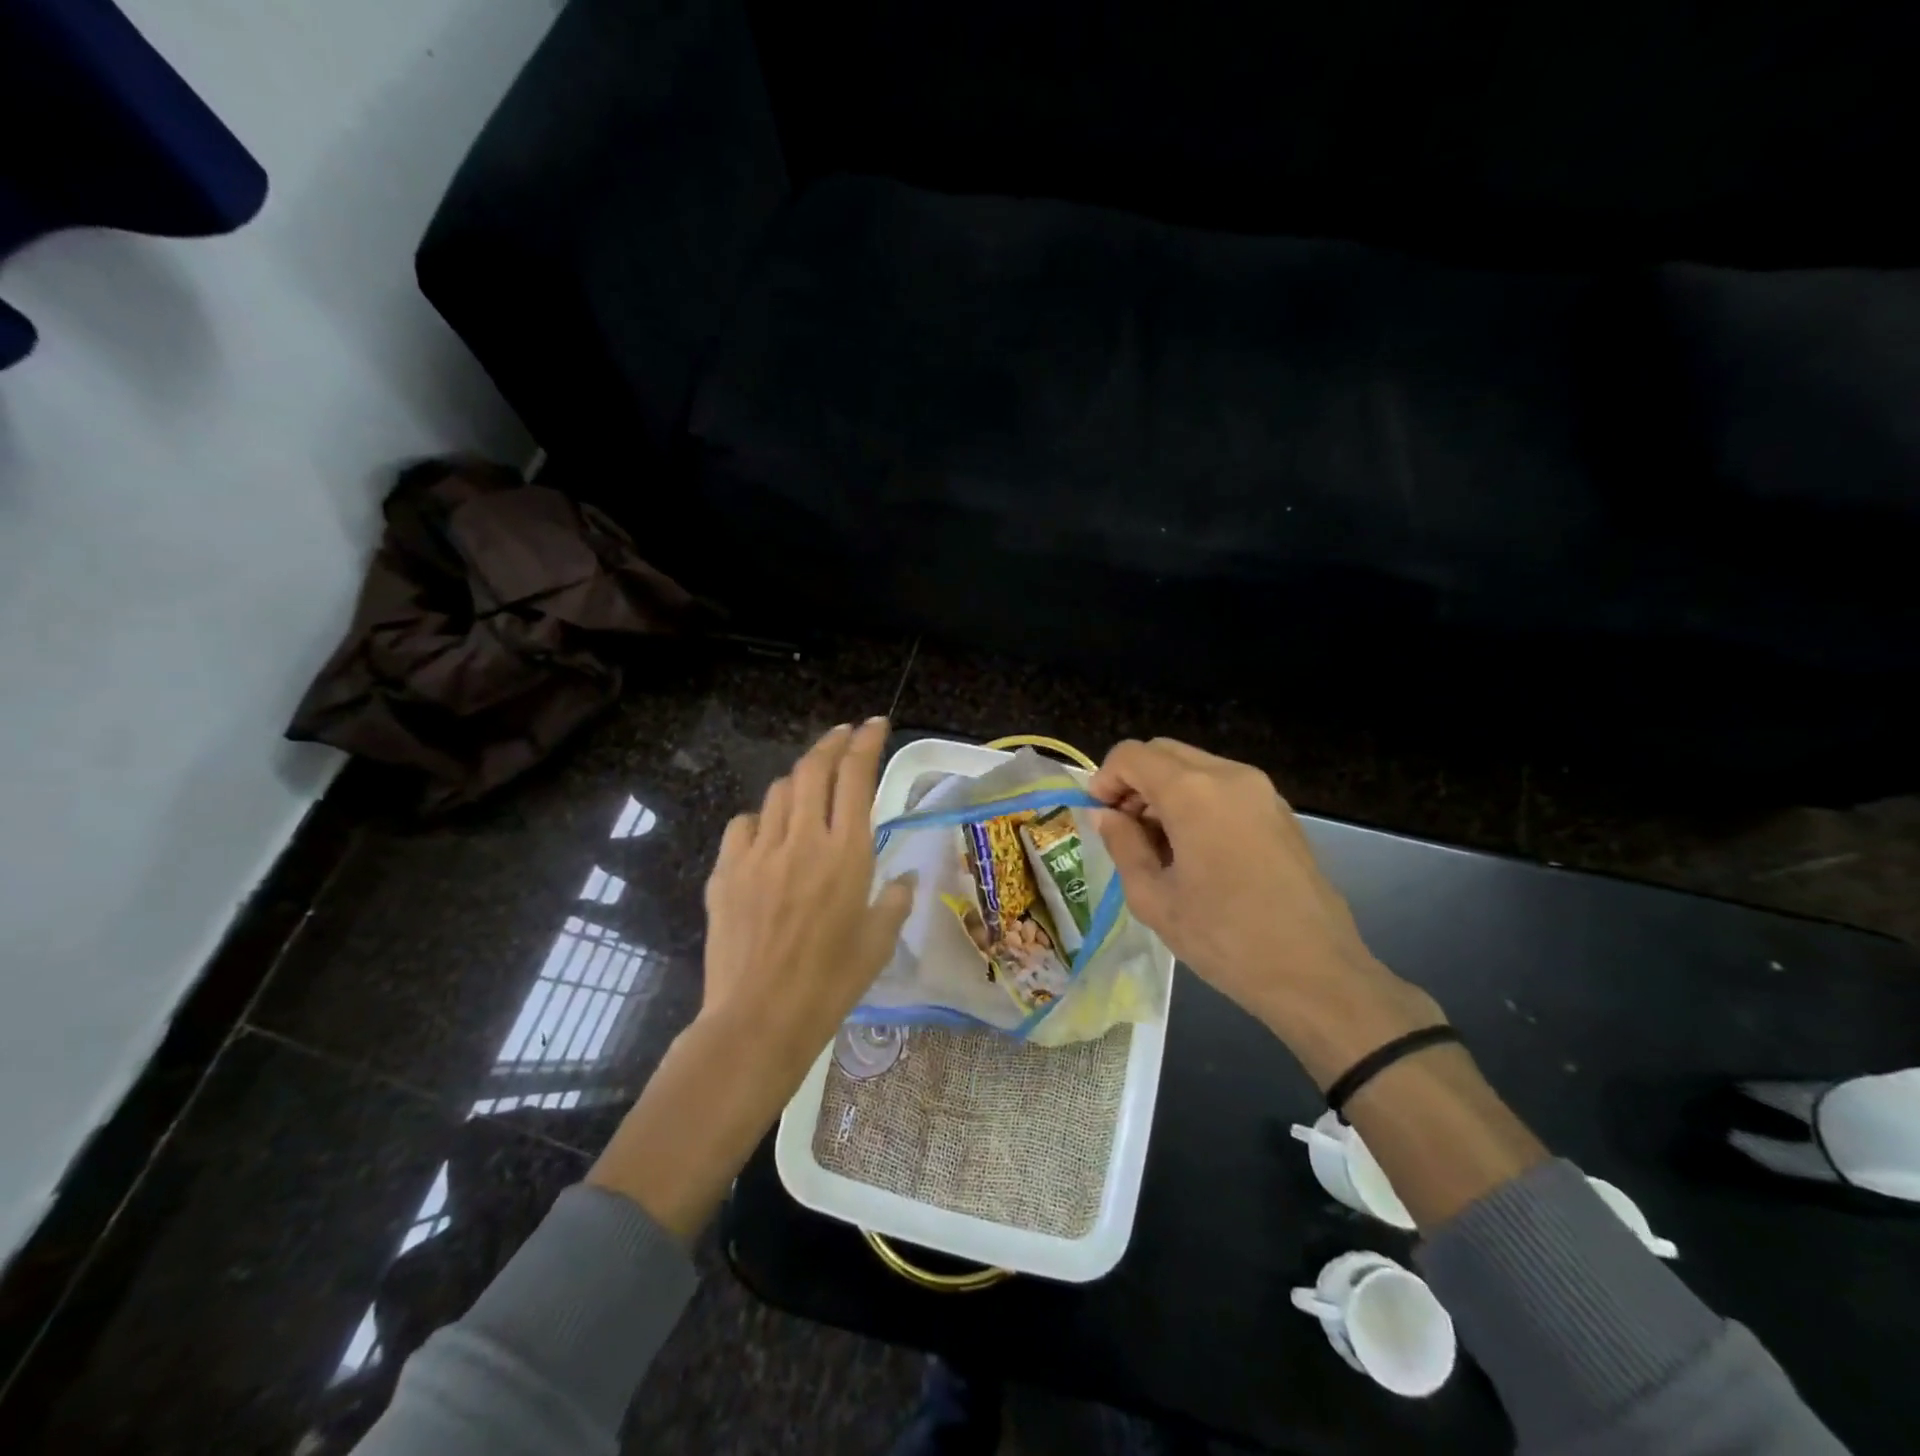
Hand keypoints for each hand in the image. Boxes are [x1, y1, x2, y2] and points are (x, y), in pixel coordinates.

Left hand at [699, 717, 912, 1068]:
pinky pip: (744, 824)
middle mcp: (803, 840)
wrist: (759, 1019)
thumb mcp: (878, 943)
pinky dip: (761, 818)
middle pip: (813, 769)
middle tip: (843, 734)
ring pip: (778, 792)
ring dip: (798, 780)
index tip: (874, 724)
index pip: (856, 776)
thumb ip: (895, 901)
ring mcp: (759, 852)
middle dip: (831, 742)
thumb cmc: (831, 984)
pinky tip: (768, 835)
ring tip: (809, 788)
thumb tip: (906, 880)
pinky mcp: (726, 871)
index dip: (866, 742)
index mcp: (847, 854)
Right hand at [1089, 738, 1443, 1085]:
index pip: (1132, 755)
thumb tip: (1104, 815)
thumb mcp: (1154, 898)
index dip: (1105, 779)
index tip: (1099, 816)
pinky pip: (1224, 786)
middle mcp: (1230, 776)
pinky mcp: (1281, 811)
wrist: (1316, 973)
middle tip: (1124, 828)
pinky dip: (1197, 800)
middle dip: (1134, 781)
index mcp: (1194, 792)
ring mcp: (1261, 791)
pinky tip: (1196, 850)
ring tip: (1159, 845)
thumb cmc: (1224, 938)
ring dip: (1165, 791)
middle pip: (1165, 752)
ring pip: (1196, 766)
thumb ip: (1122, 845)